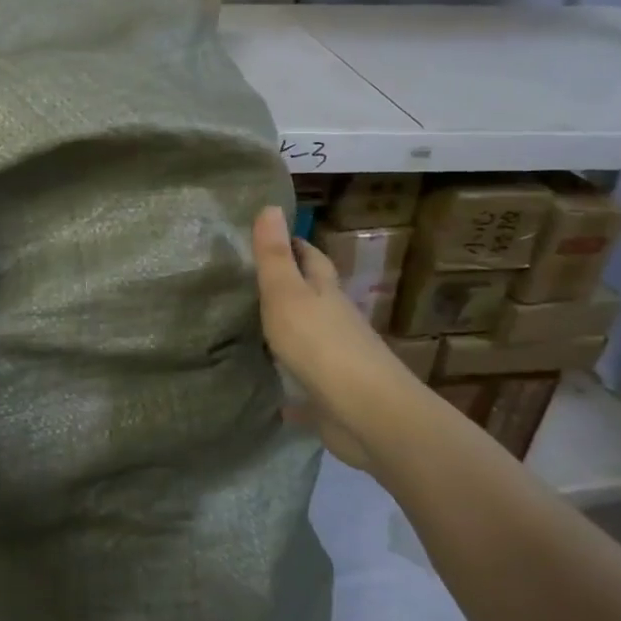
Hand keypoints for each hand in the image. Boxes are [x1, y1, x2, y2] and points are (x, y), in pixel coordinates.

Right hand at [253, 206, 426, 469]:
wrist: (368, 414)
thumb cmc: (321, 345)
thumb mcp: (287, 293)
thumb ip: (275, 255)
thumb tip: (270, 205)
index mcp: (326, 293)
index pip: (312, 258)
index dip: (295, 245)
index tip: (271, 235)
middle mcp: (336, 322)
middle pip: (314, 297)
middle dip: (291, 287)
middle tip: (252, 282)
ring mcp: (338, 361)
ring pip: (311, 339)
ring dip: (289, 332)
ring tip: (251, 330)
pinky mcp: (334, 397)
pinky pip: (307, 387)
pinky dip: (291, 387)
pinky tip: (273, 395)